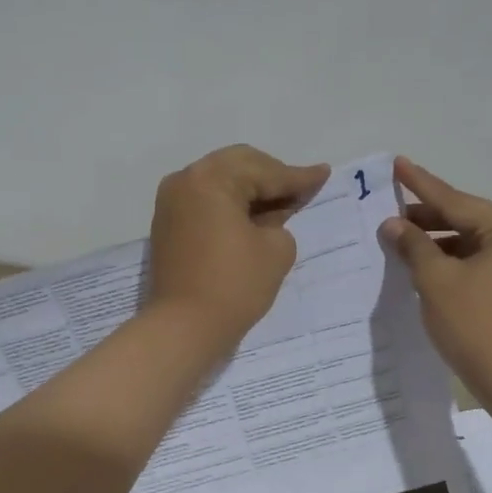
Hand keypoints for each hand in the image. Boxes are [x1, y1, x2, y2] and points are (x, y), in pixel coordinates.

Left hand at [146, 145, 330, 345]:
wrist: (184, 327)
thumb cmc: (235, 285)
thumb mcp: (277, 249)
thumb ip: (281, 221)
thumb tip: (269, 218)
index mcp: (212, 179)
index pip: (265, 172)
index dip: (298, 177)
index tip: (323, 174)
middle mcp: (186, 180)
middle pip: (238, 165)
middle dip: (272, 176)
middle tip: (301, 189)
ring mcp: (171, 202)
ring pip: (220, 181)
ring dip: (250, 189)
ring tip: (280, 203)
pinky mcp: (168, 225)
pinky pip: (206, 201)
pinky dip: (230, 204)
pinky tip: (252, 217)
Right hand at [381, 157, 491, 386]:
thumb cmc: (472, 323)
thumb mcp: (436, 280)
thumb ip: (413, 245)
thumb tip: (392, 224)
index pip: (455, 201)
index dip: (421, 185)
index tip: (398, 164)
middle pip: (465, 218)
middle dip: (426, 216)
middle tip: (390, 207)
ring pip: (468, 240)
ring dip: (435, 239)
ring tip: (399, 235)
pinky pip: (474, 259)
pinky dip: (448, 258)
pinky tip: (420, 259)